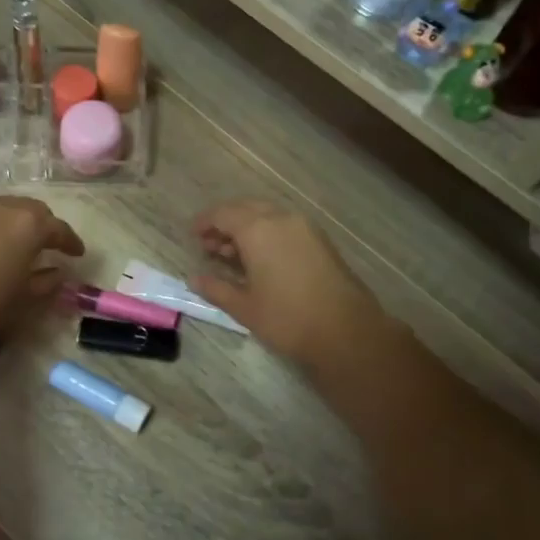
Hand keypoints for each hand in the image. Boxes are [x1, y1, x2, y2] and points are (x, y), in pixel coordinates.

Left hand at [0, 195, 84, 343]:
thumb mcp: (24, 298)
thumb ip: (47, 282)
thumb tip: (58, 273)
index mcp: (29, 225)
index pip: (59, 229)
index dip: (71, 242)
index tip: (79, 254)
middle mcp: (5, 208)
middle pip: (35, 210)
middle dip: (47, 226)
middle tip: (53, 245)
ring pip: (9, 208)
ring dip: (22, 222)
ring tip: (24, 242)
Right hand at [191, 200, 384, 366]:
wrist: (346, 330)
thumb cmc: (287, 318)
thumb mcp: (244, 307)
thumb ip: (216, 288)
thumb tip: (195, 279)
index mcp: (258, 229)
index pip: (223, 214)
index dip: (205, 222)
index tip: (193, 235)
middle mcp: (282, 219)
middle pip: (246, 209)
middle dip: (225, 223)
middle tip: (210, 245)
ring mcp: (305, 228)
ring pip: (267, 216)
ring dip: (246, 228)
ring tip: (231, 255)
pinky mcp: (320, 240)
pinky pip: (285, 226)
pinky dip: (267, 234)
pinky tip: (260, 259)